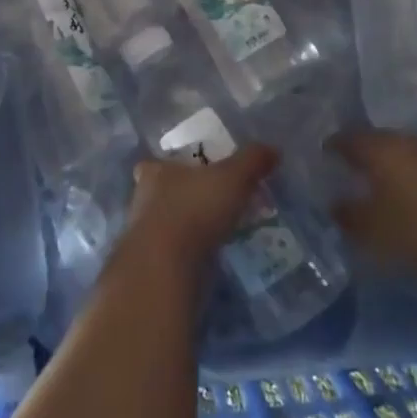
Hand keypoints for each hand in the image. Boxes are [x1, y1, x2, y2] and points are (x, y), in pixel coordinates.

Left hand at [122, 145, 279, 270]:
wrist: (166, 268)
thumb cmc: (194, 209)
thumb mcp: (232, 178)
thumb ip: (252, 161)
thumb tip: (273, 149)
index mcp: (155, 172)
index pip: (154, 164)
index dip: (170, 167)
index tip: (190, 172)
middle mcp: (143, 201)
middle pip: (160, 195)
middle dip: (182, 199)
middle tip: (211, 204)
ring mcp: (143, 237)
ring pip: (165, 226)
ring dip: (186, 229)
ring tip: (216, 233)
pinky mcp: (151, 266)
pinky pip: (172, 255)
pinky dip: (187, 255)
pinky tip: (209, 259)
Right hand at [327, 130, 416, 284]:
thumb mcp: (372, 232)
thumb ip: (346, 216)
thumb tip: (333, 203)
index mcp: (378, 147)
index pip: (344, 137)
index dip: (328, 147)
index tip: (317, 161)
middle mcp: (402, 142)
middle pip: (371, 142)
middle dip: (355, 156)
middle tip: (339, 174)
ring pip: (395, 155)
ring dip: (380, 168)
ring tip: (368, 190)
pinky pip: (414, 169)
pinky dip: (401, 180)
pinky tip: (400, 202)